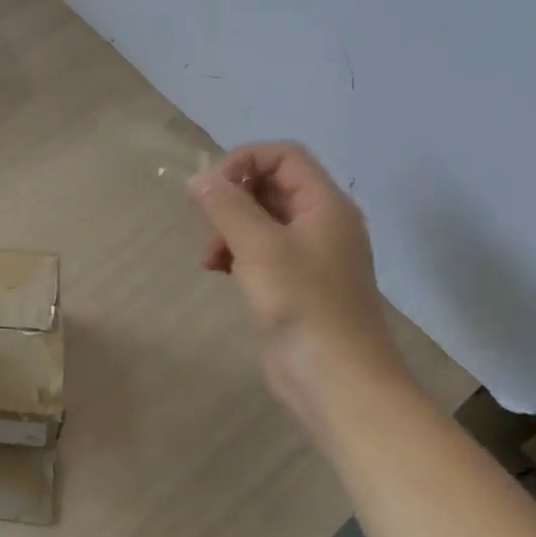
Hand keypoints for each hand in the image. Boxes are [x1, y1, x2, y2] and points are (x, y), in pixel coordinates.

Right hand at [190, 142, 411, 425]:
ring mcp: (308, 255)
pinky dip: (234, 252)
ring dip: (227, 228)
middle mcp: (320, 223)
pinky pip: (258, 250)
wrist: (337, 381)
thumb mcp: (259, 246)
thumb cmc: (303, 303)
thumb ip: (226, 205)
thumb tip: (198, 178)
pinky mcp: (293, 283)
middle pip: (269, 185)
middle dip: (232, 199)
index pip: (283, 155)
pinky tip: (218, 272)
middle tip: (210, 225)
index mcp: (324, 205)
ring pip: (259, 218)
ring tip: (210, 257)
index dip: (244, 161)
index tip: (213, 189)